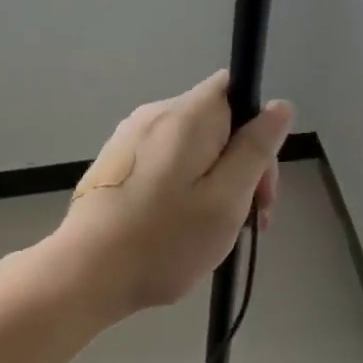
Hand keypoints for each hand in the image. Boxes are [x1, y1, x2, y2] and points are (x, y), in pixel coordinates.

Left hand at [50, 71, 291, 317]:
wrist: (83, 273)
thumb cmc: (163, 241)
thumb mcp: (225, 201)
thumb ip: (255, 151)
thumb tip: (279, 106)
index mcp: (186, 117)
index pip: (235, 89)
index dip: (258, 129)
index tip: (260, 181)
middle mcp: (154, 115)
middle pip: (215, 122)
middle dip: (240, 165)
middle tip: (248, 222)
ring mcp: (128, 138)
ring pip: (191, 147)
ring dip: (212, 181)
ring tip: (211, 232)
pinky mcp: (114, 163)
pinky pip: (164, 162)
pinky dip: (181, 187)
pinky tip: (176, 228)